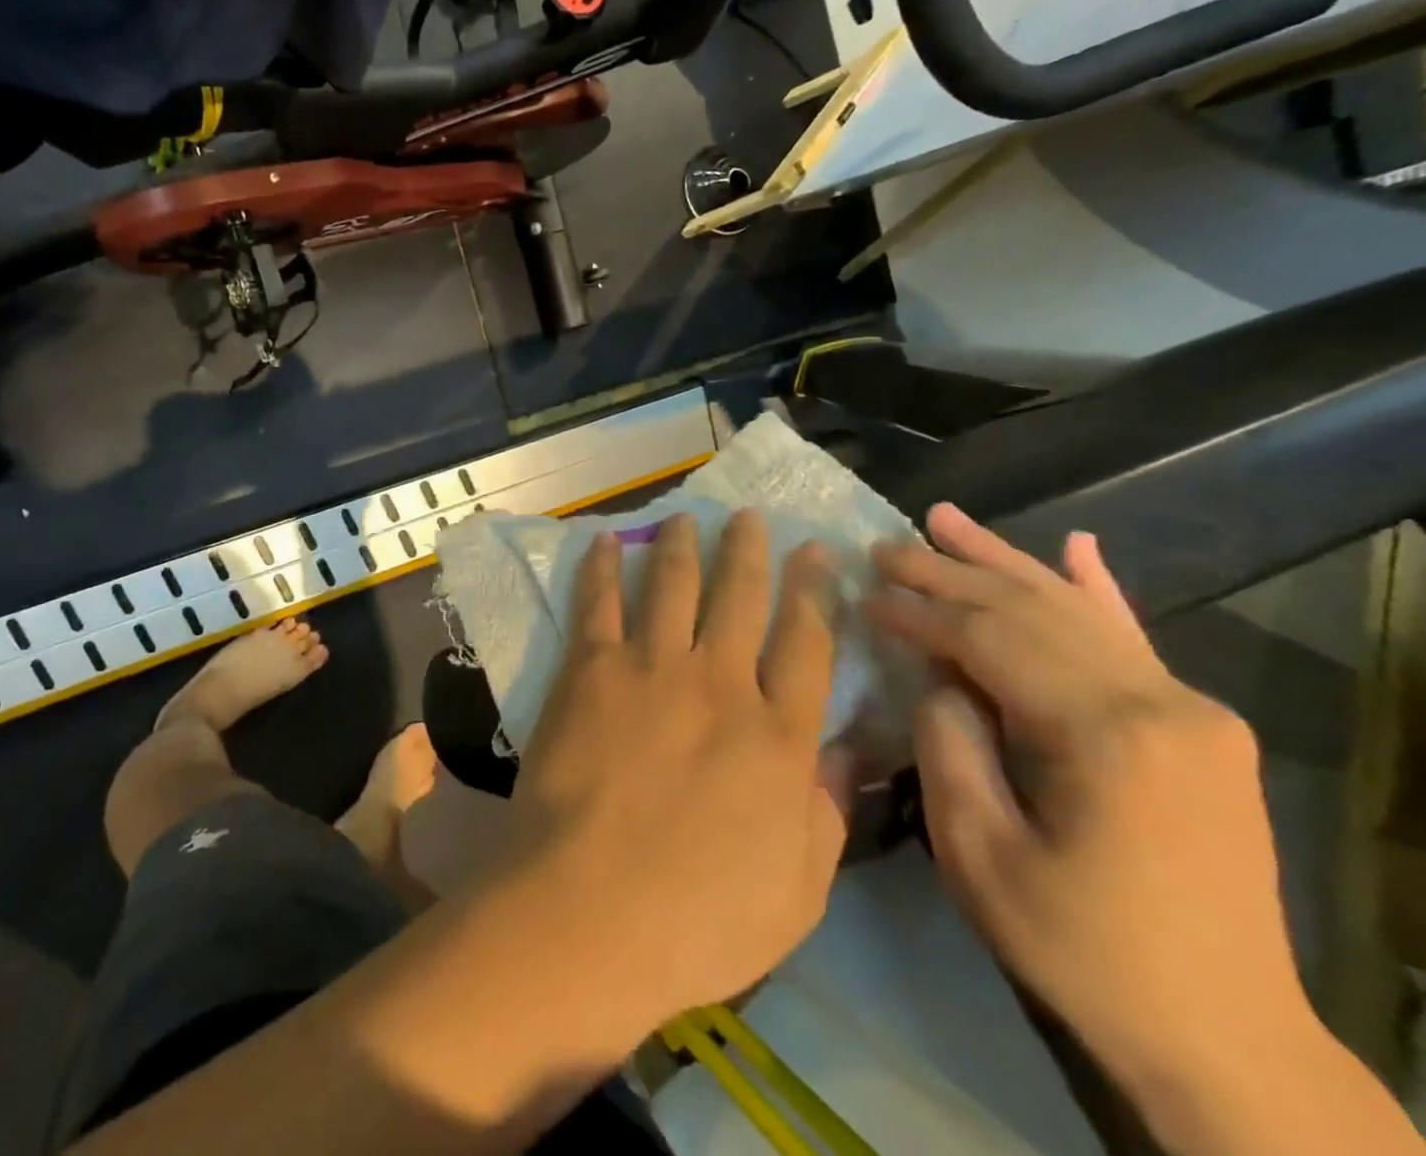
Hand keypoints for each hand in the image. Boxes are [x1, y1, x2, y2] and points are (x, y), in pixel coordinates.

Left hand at [506, 510, 847, 1028]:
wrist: (590, 910)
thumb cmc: (700, 918)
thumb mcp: (798, 890)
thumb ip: (826, 813)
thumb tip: (846, 752)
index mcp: (777, 733)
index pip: (807, 642)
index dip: (815, 592)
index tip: (816, 552)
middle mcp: (718, 682)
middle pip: (740, 597)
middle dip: (749, 551)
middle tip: (749, 517)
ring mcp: (649, 667)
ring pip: (673, 585)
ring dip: (682, 546)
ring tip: (686, 518)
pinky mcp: (591, 669)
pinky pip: (599, 602)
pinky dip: (604, 567)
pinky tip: (607, 541)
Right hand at [865, 504, 1315, 1107]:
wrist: (1223, 1038)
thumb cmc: (1080, 948)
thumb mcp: (980, 853)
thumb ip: (949, 744)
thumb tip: (937, 677)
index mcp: (1103, 735)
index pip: (988, 639)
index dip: (917, 611)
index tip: (862, 592)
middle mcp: (1159, 703)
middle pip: (1030, 610)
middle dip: (948, 572)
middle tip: (883, 545)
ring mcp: (1189, 711)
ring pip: (1076, 610)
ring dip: (1004, 561)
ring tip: (944, 518)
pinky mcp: (1199, 729)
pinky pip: (1135, 639)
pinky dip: (1098, 589)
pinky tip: (1076, 546)